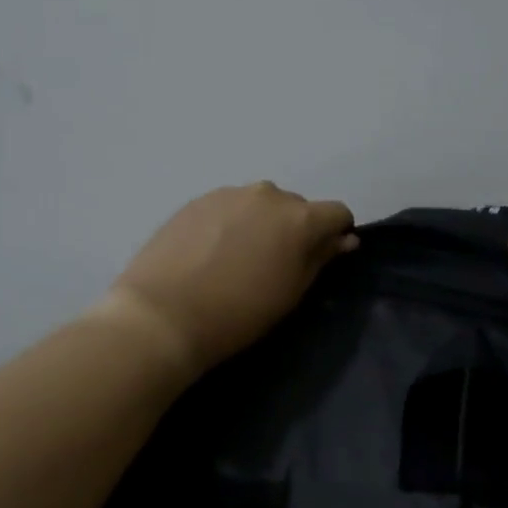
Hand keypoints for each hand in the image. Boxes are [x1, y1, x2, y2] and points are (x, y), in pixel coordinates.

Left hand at [99, 182, 358, 378]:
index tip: (322, 257)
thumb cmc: (238, 313)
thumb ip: (320, 258)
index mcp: (299, 217)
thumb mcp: (290, 293)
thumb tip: (344, 239)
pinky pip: (228, 207)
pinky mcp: (196, 200)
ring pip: (259, 205)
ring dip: (260, 223)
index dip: (335, 234)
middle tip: (274, 264)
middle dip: (294, 229)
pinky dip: (230, 223)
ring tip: (238, 258)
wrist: (163, 314)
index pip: (336, 213)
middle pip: (296, 206)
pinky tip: (211, 253)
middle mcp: (267, 194)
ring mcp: (228, 193)